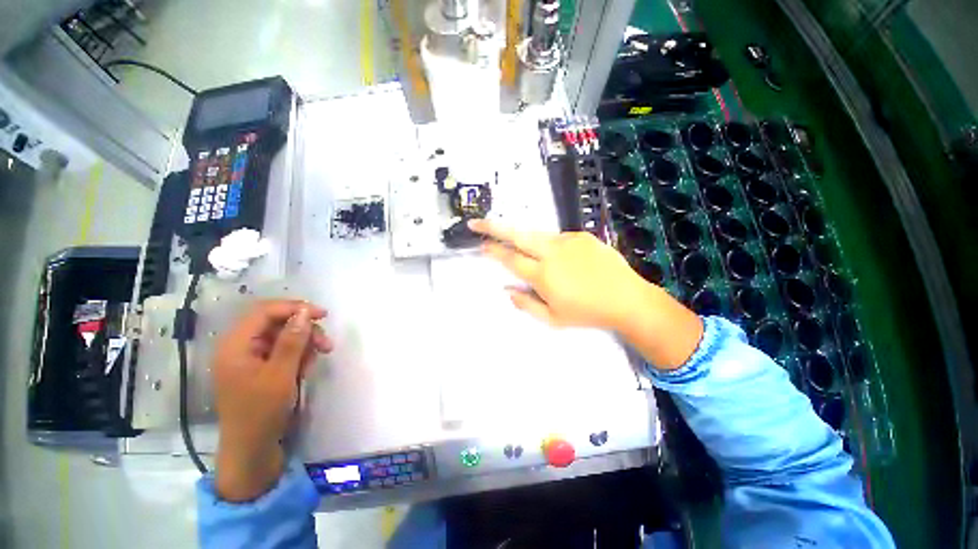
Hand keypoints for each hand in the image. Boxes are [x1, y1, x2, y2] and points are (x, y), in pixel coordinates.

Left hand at [212, 300, 332, 501]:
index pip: (265, 311)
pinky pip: (283, 351)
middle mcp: (240, 347)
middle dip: (304, 330)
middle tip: (326, 344)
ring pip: (283, 337)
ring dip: (304, 343)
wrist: (252, 449)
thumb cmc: (261, 412)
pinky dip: (298, 355)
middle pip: (276, 323)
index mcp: (236, 345)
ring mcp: (250, 358)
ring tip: (320, 357)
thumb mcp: (281, 374)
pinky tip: (306, 368)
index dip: (295, 308)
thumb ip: (292, 341)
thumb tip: (304, 312)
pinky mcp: (259, 368)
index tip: (323, 315)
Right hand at [469, 219, 645, 329]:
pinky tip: (561, 260)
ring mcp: (568, 241)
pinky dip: (549, 245)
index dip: (493, 251)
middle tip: (477, 222)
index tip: (481, 245)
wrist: (626, 298)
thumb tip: (507, 291)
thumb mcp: (553, 318)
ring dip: (523, 238)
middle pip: (517, 235)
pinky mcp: (581, 235)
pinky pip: (557, 238)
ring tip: (523, 247)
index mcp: (543, 275)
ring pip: (536, 234)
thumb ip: (526, 304)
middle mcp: (552, 253)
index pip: (511, 259)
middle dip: (493, 227)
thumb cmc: (587, 313)